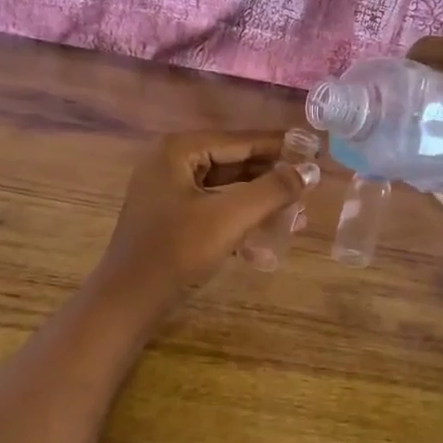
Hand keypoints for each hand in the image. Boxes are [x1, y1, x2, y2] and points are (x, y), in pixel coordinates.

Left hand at [92, 131, 319, 313]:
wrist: (129, 300)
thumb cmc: (177, 251)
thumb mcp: (230, 217)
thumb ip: (272, 190)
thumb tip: (310, 170)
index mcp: (178, 150)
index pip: (239, 141)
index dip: (279, 147)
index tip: (313, 150)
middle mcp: (170, 162)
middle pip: (233, 163)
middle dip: (271, 178)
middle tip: (309, 186)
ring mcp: (167, 191)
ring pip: (225, 188)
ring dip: (259, 201)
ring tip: (296, 214)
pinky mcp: (170, 218)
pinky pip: (213, 208)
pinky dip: (239, 219)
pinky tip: (267, 238)